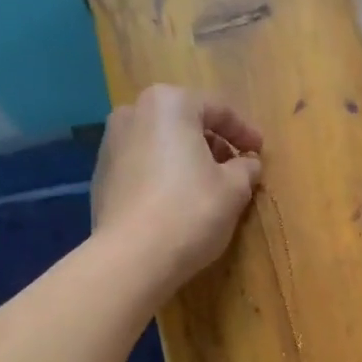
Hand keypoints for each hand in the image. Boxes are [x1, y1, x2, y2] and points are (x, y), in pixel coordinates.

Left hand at [91, 85, 263, 294]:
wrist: (132, 257)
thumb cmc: (190, 211)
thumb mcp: (234, 188)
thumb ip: (246, 167)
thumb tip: (248, 162)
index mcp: (169, 104)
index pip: (217, 109)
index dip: (244, 131)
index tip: (260, 151)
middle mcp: (133, 113)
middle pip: (185, 122)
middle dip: (212, 143)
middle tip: (235, 168)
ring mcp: (111, 144)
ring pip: (161, 144)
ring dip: (187, 160)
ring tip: (208, 187)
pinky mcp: (101, 176)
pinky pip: (143, 167)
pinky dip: (164, 176)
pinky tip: (178, 202)